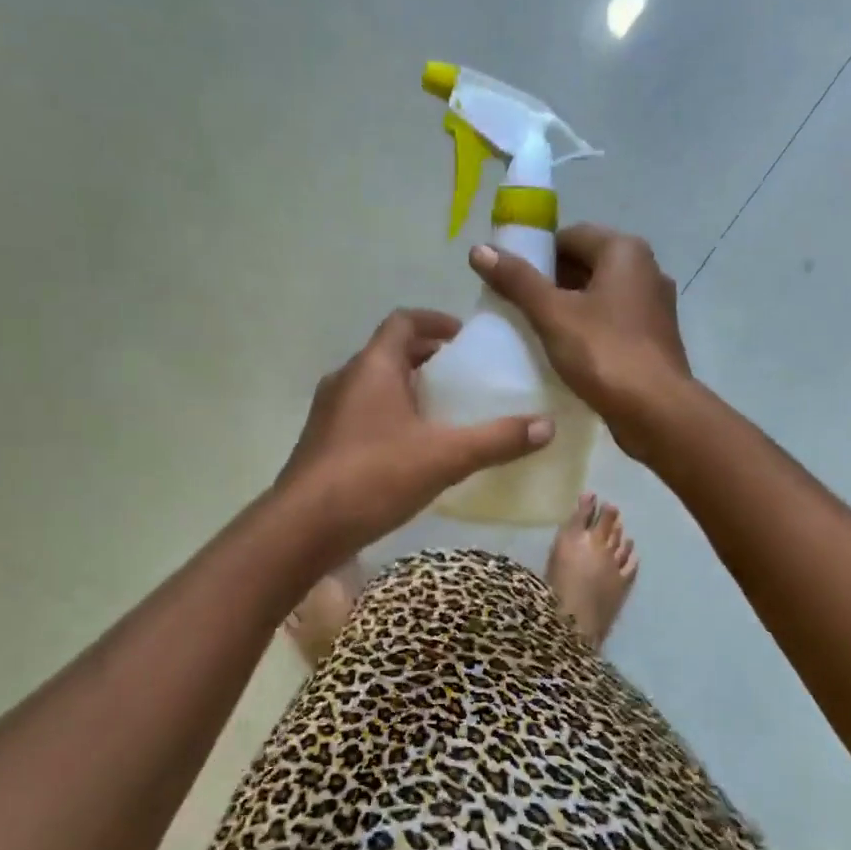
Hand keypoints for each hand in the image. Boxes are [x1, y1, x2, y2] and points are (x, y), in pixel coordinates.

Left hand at [279, 308, 553, 554]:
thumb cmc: (374, 476)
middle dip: (429, 359)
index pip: (404, 321)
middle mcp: (347, 379)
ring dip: (409, 389)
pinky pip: (364, 413)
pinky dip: (391, 416)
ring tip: (446, 413)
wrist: (303, 528)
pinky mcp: (324, 442)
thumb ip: (497, 439)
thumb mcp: (445, 457)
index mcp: (373, 366)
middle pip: (391, 352)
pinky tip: (414, 450)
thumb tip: (547, 425)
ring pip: (376, 385)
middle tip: (465, 379)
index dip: (437, 322)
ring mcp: (330, 411)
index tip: (466, 339)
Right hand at [469, 223, 691, 459]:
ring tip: (534, 330)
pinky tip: (565, 351)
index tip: (509, 280)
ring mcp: (654, 305)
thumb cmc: (604, 353)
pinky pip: (612, 321)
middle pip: (585, 264)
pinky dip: (588, 328)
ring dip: (568, 308)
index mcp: (625, 251)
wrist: (656, 411)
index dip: (535, 254)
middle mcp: (646, 270)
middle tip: (516, 306)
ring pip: (599, 296)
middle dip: (550, 282)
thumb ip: (517, 280)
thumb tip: (479, 249)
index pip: (570, 236)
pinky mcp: (654, 338)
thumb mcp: (553, 314)